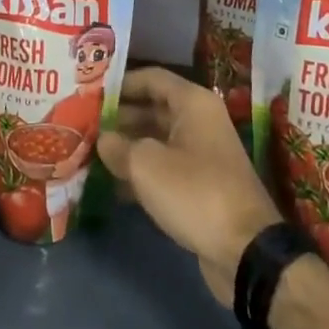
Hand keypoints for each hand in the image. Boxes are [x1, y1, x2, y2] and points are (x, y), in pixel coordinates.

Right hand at [98, 67, 280, 305]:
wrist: (244, 250)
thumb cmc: (194, 191)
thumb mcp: (146, 165)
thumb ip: (118, 146)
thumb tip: (103, 139)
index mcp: (192, 103)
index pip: (151, 78)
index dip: (120, 83)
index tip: (90, 93)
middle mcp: (199, 121)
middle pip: (152, 109)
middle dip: (119, 118)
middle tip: (84, 126)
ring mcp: (202, 154)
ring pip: (156, 140)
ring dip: (127, 148)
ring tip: (90, 155)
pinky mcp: (200, 185)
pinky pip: (164, 168)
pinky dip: (141, 173)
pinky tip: (111, 186)